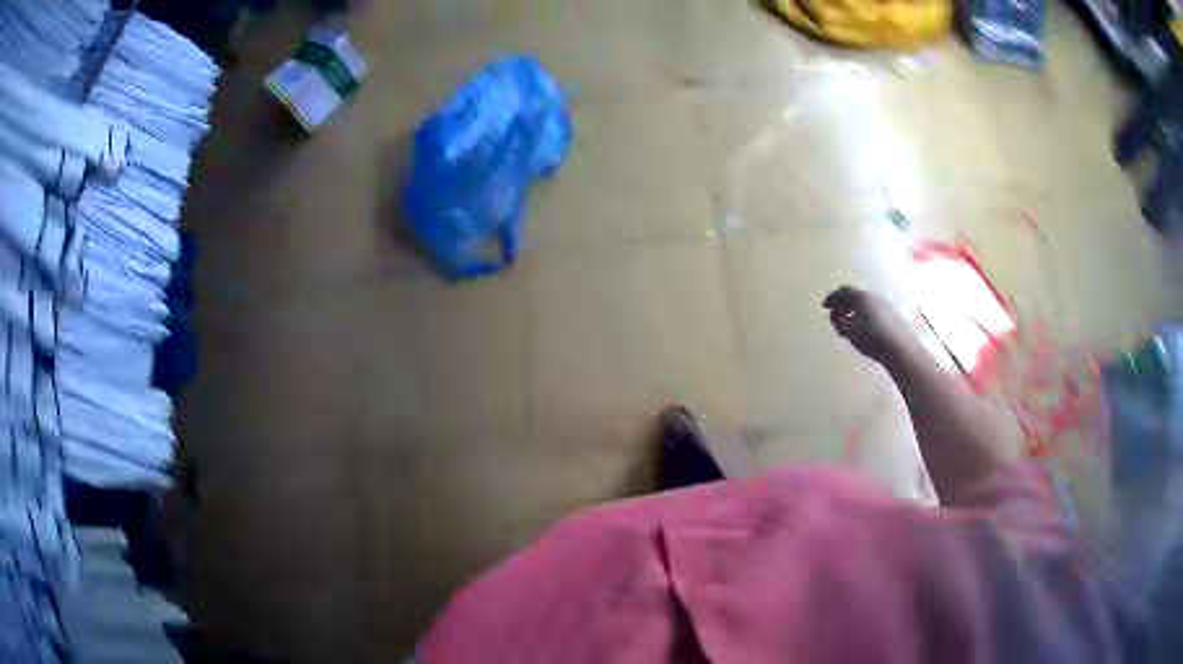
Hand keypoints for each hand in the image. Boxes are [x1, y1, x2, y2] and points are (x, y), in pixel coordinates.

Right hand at [823, 286, 913, 364]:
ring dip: (855, 310)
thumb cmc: (871, 338)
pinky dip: (865, 315)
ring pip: (865, 303)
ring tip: (850, 323)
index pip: (843, 292)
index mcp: (860, 297)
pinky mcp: (893, 314)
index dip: (832, 298)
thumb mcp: (848, 331)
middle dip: (844, 304)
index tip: (825, 306)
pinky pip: (873, 310)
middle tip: (836, 314)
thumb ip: (839, 321)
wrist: (900, 348)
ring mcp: (884, 304)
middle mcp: (873, 296)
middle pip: (855, 296)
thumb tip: (836, 315)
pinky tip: (864, 328)